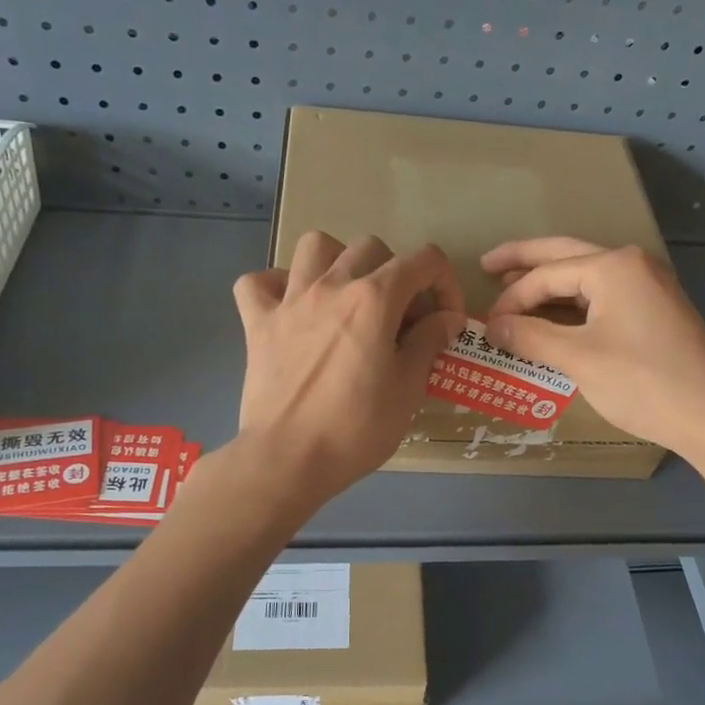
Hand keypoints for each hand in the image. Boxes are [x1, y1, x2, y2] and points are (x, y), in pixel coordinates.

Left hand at [231, 232, 464, 502]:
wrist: (288, 459)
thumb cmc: (356, 429)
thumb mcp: (408, 389)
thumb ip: (429, 343)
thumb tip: (447, 318)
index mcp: (374, 299)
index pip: (423, 260)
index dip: (445, 282)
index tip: (446, 319)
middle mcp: (331, 286)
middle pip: (371, 248)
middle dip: (396, 274)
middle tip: (399, 318)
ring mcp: (289, 301)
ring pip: (315, 246)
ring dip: (338, 262)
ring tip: (346, 297)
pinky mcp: (257, 323)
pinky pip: (258, 283)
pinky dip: (276, 287)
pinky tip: (292, 309)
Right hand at [482, 237, 704, 456]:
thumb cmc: (643, 382)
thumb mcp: (578, 359)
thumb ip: (530, 337)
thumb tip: (492, 326)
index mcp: (614, 266)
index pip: (548, 273)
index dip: (512, 298)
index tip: (487, 324)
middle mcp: (633, 265)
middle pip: (566, 256)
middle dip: (526, 261)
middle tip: (488, 264)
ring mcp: (650, 286)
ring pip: (587, 278)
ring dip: (551, 284)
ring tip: (515, 291)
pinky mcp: (656, 311)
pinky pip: (604, 297)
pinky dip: (575, 305)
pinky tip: (556, 317)